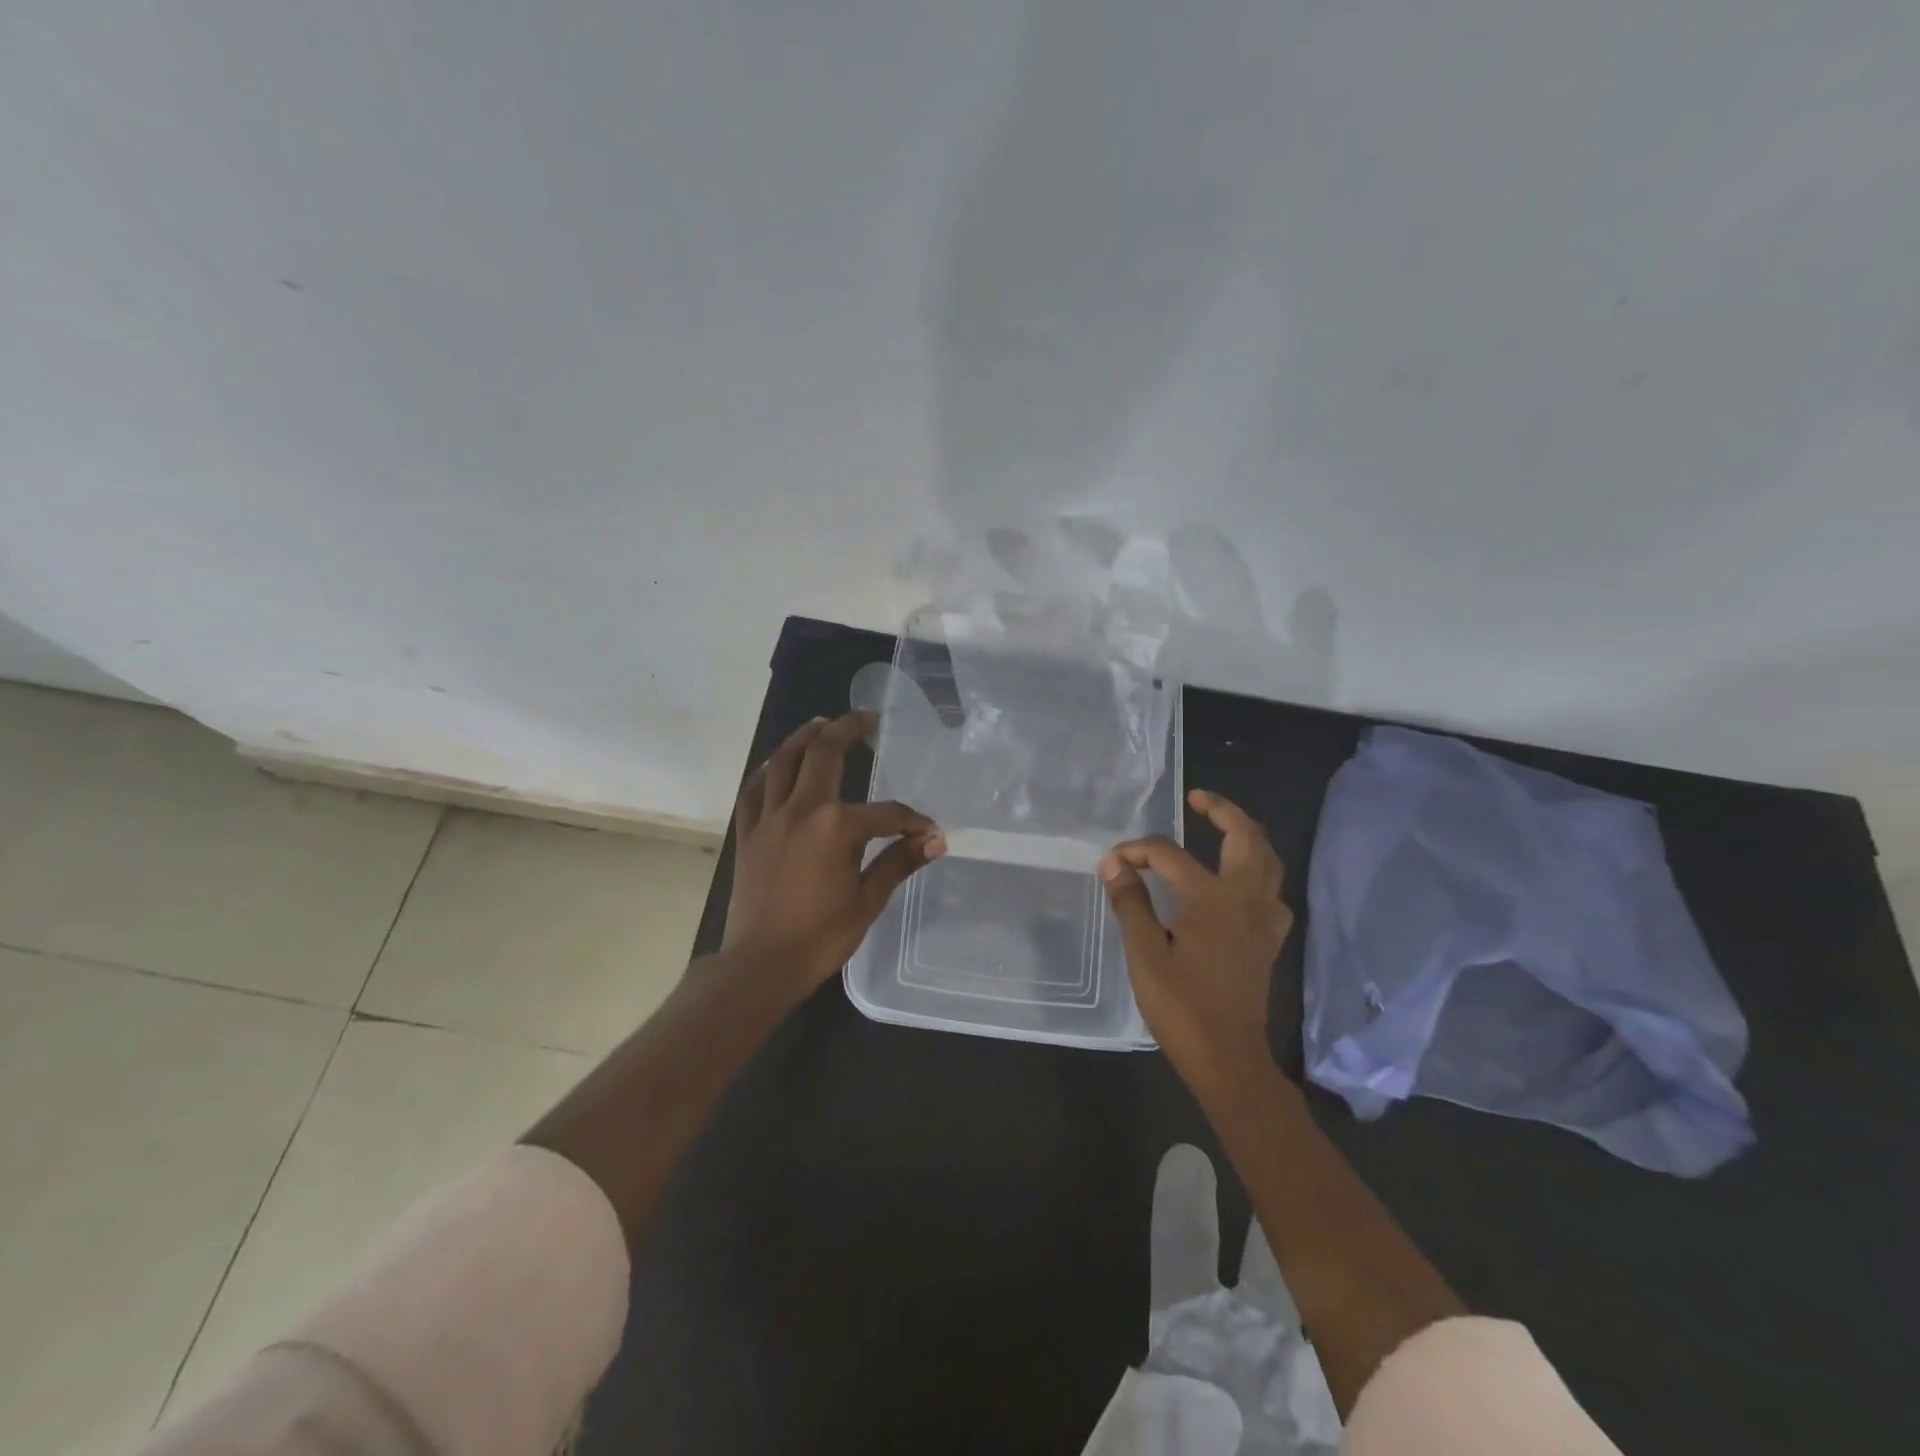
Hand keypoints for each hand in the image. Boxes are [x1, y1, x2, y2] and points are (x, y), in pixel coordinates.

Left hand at [723, 711, 945, 993]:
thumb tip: (935, 841)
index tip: (927, 831)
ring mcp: (769, 818)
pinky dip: (767, 771)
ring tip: (820, 723)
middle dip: (848, 730)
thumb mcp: (867, 900)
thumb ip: (899, 862)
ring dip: (804, 737)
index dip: (911, 819)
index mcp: (836, 826)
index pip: (885, 812)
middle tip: (866, 718)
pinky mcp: (748, 834)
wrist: (760, 965)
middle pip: (824, 754)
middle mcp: (801, 810)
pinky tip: (776, 764)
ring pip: (783, 762)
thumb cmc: (820, 937)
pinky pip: (755, 790)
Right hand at [1100, 789, 1290, 1087]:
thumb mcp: (1144, 953)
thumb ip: (1130, 903)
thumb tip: (1113, 864)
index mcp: (1210, 897)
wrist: (1228, 1058)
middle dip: (1223, 810)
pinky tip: (1240, 885)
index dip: (1135, 852)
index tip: (1111, 863)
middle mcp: (1244, 898)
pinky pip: (1272, 892)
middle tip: (1198, 799)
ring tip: (1223, 828)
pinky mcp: (1269, 940)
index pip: (1167, 854)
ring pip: (1268, 860)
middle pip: (1245, 836)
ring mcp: (1263, 919)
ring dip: (1247, 836)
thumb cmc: (1181, 1005)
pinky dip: (1258, 874)